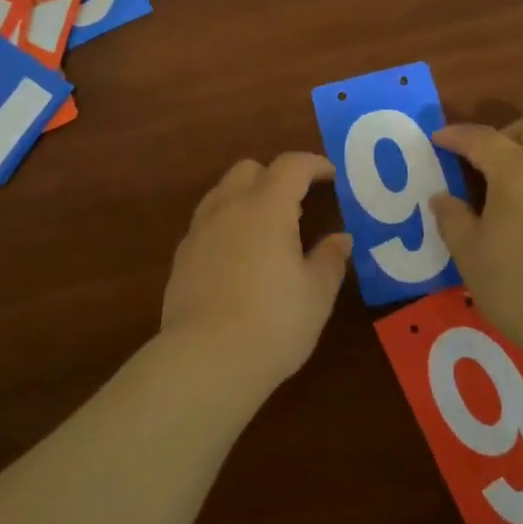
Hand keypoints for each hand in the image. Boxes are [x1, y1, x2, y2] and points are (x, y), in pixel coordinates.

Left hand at [161, 153, 352, 398]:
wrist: (206, 359)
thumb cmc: (273, 323)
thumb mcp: (316, 294)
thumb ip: (329, 259)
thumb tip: (340, 239)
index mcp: (267, 207)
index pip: (291, 166)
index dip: (313, 164)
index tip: (330, 175)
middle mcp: (229, 206)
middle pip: (249, 169)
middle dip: (275, 176)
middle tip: (297, 204)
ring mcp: (200, 229)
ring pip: (223, 192)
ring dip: (247, 196)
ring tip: (266, 229)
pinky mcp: (182, 254)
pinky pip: (207, 221)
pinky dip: (226, 223)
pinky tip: (238, 255)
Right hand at [430, 116, 522, 356]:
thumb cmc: (520, 285)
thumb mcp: (470, 254)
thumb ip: (452, 219)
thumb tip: (442, 198)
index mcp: (517, 169)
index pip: (481, 138)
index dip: (456, 136)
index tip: (439, 140)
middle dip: (508, 134)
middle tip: (488, 161)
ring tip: (522, 184)